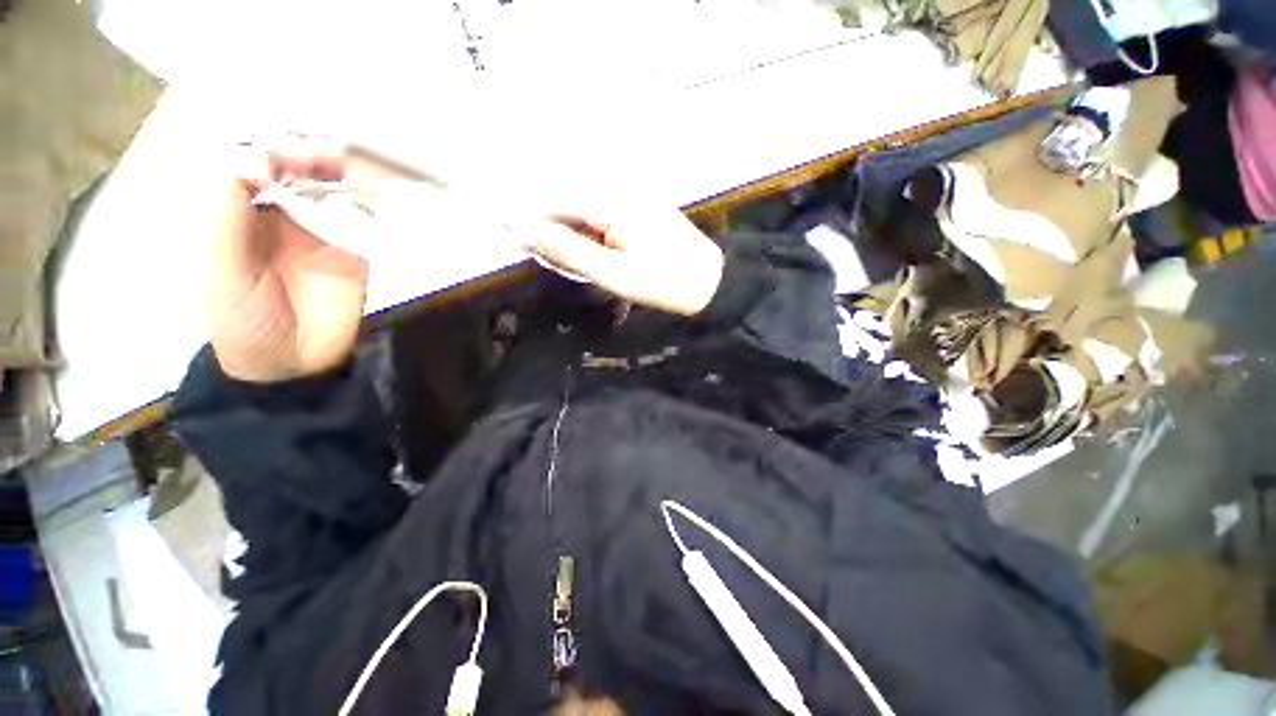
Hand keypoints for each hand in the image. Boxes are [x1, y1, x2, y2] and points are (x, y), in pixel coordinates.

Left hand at [207, 136, 367, 381]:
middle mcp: (283, 217)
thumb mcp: (223, 273)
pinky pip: (362, 219)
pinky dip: (369, 201)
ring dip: (341, 173)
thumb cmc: (244, 322)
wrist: (293, 363)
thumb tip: (246, 163)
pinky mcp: (355, 251)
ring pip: (331, 190)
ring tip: (353, 167)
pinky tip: (374, 191)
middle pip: (296, 173)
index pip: (254, 170)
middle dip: (308, 157)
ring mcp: (322, 233)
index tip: (281, 157)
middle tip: (325, 157)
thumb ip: (229, 221)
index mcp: (242, 217)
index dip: (267, 154)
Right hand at [525, 205, 723, 315]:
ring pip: (582, 209)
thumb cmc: (665, 283)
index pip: (556, 196)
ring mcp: (631, 197)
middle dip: (551, 228)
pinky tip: (593, 257)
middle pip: (567, 199)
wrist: (710, 283)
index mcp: (614, 200)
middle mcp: (620, 188)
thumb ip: (569, 251)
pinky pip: (599, 216)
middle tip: (544, 257)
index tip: (513, 238)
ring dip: (570, 235)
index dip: (530, 216)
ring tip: (576, 264)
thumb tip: (524, 231)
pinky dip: (588, 236)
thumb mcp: (614, 274)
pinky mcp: (637, 209)